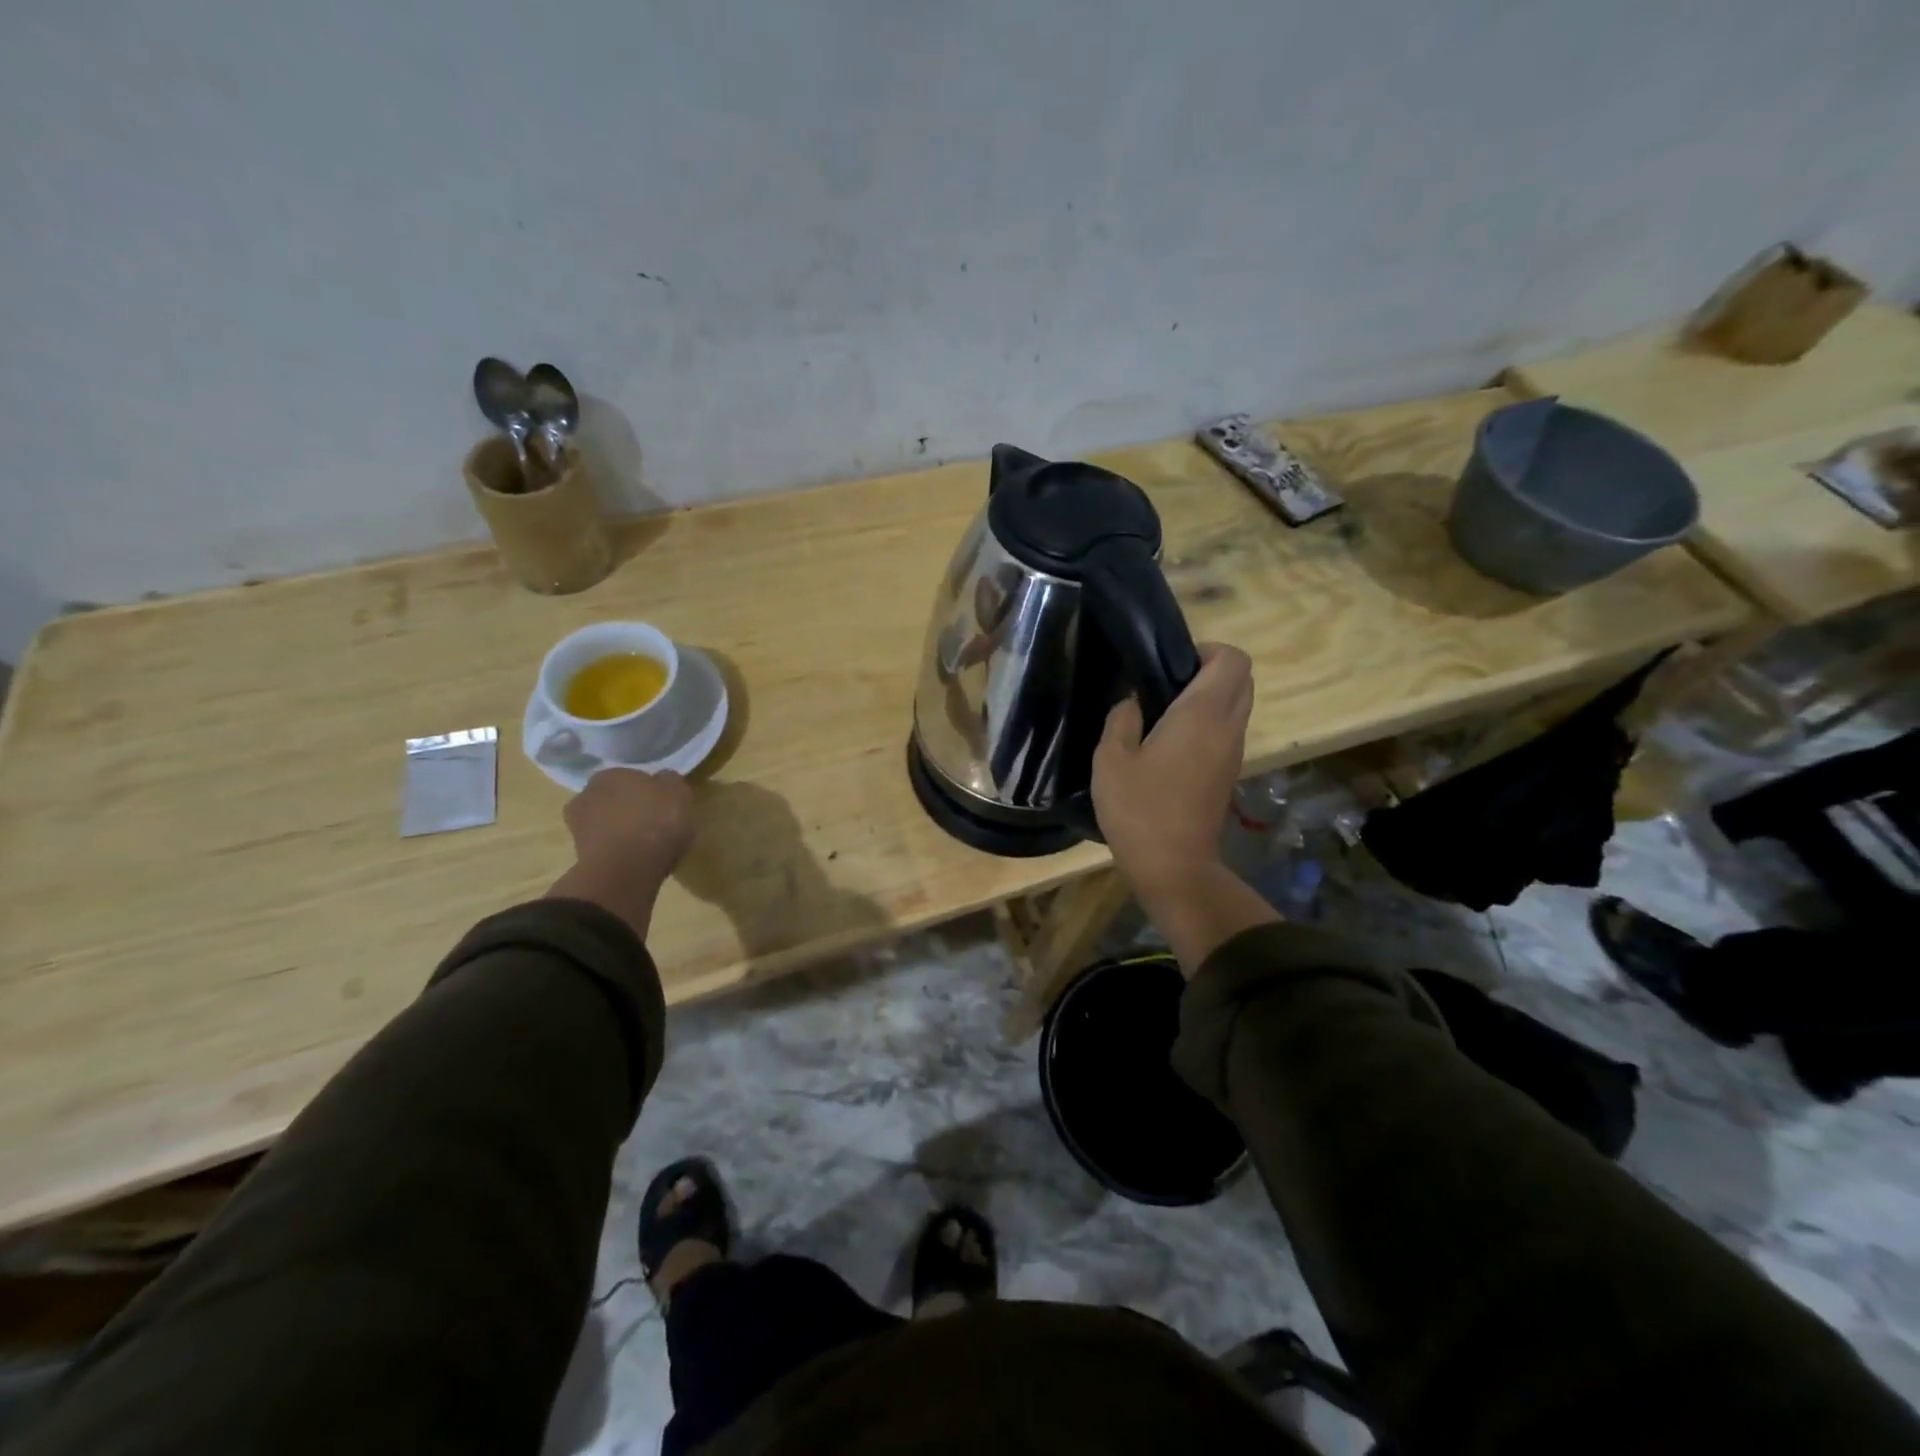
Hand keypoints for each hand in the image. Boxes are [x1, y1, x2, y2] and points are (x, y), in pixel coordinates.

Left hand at [548, 769, 695, 939]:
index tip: (663, 803)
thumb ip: (670, 781)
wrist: (626, 870)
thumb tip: (663, 779)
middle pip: (614, 799)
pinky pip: (605, 847)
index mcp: (611, 773)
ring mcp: (578, 827)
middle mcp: (587, 794)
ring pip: (606, 824)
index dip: (648, 789)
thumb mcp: (679, 793)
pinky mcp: (578, 856)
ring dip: (620, 831)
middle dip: (629, 809)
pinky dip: (617, 852)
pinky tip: (635, 861)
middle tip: (654, 823)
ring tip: (645, 846)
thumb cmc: (656, 822)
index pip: (631, 776)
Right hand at [1093, 644, 1252, 904]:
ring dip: (1210, 699)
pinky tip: (1170, 744)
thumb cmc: (1139, 809)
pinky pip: (1228, 730)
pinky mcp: (1229, 773)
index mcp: (1202, 714)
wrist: (1173, 867)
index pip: (1232, 659)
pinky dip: (1208, 724)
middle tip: (1166, 684)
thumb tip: (1132, 701)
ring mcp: (1233, 753)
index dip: (1206, 650)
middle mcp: (1228, 727)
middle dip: (1210, 670)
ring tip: (1163, 714)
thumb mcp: (1111, 759)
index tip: (1170, 664)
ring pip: (1238, 705)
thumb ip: (1121, 719)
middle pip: (1242, 679)